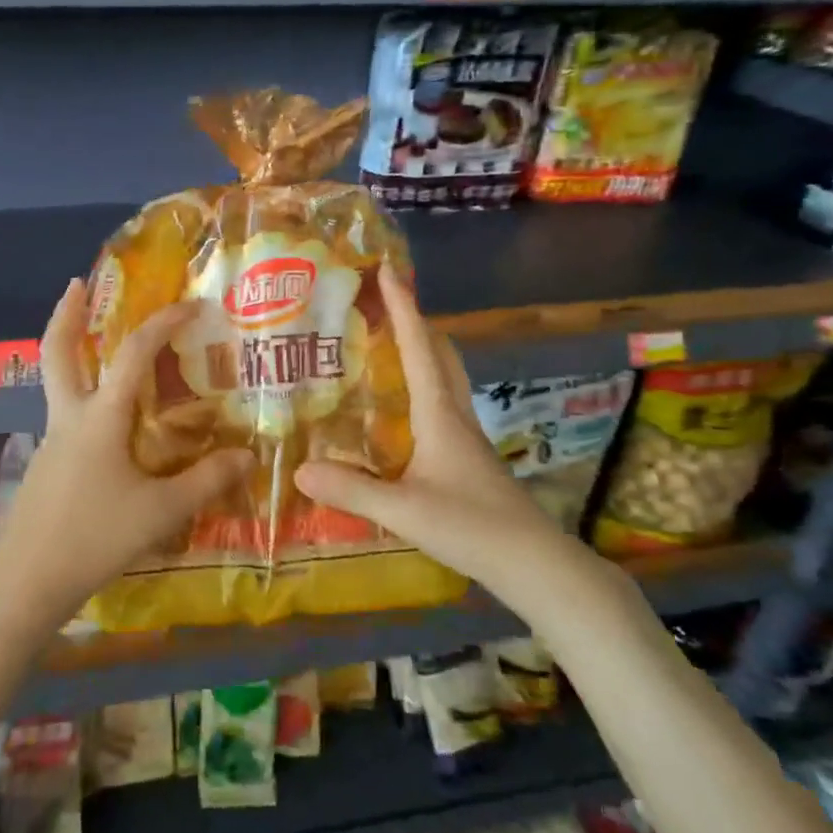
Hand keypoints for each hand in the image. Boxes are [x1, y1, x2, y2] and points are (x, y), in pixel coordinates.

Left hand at [0, 279, 252, 632]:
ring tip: (98, 345)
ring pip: (57, 382)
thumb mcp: (161, 511)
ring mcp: (52, 440)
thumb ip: (206, 482)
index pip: (133, 353)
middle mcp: (70, 417)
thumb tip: (247, 456)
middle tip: (77, 284)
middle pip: (57, 352)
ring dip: (71, 352)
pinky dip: (82, 396)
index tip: (191, 305)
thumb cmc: (95, 537)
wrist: (26, 580)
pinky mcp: (46, 464)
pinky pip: (66, 415)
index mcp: (100, 417)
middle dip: (66, 314)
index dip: (163, 323)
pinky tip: (106, 423)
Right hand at [294, 266, 588, 603]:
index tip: (388, 270)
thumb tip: (299, 469)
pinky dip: (422, 382)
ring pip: (444, 375)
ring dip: (421, 349)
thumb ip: (351, 489)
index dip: (404, 307)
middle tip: (383, 303)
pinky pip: (441, 401)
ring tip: (386, 343)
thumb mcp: (403, 509)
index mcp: (439, 413)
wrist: (533, 562)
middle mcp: (454, 414)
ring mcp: (465, 435)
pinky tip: (401, 405)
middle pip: (439, 352)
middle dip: (413, 320)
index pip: (419, 347)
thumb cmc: (471, 526)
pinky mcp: (466, 455)